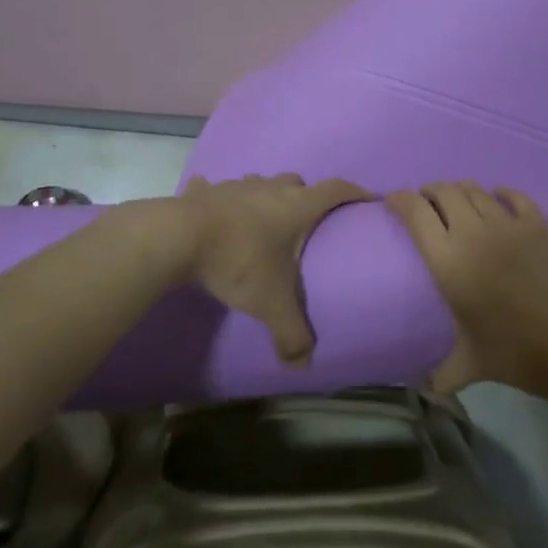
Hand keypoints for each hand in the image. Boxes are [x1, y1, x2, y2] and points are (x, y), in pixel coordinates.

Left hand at [158, 173, 370, 364]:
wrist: (179, 237)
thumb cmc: (239, 261)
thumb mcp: (271, 303)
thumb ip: (292, 334)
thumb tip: (303, 364)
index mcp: (296, 206)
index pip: (336, 189)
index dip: (355, 192)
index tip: (367, 198)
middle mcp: (270, 188)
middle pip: (297, 182)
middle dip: (306, 197)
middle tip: (306, 222)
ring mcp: (236, 186)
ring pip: (260, 183)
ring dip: (265, 197)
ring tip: (262, 220)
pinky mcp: (205, 192)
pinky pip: (215, 189)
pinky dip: (219, 198)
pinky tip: (213, 211)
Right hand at [386, 181, 547, 398]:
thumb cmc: (517, 353)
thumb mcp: (471, 365)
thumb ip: (442, 373)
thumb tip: (423, 390)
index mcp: (449, 261)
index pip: (416, 213)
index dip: (400, 200)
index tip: (393, 201)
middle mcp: (473, 232)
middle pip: (444, 192)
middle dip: (429, 191)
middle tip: (425, 202)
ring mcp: (508, 224)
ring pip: (475, 190)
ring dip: (460, 190)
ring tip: (456, 200)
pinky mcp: (538, 224)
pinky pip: (513, 196)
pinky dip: (500, 192)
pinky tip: (498, 197)